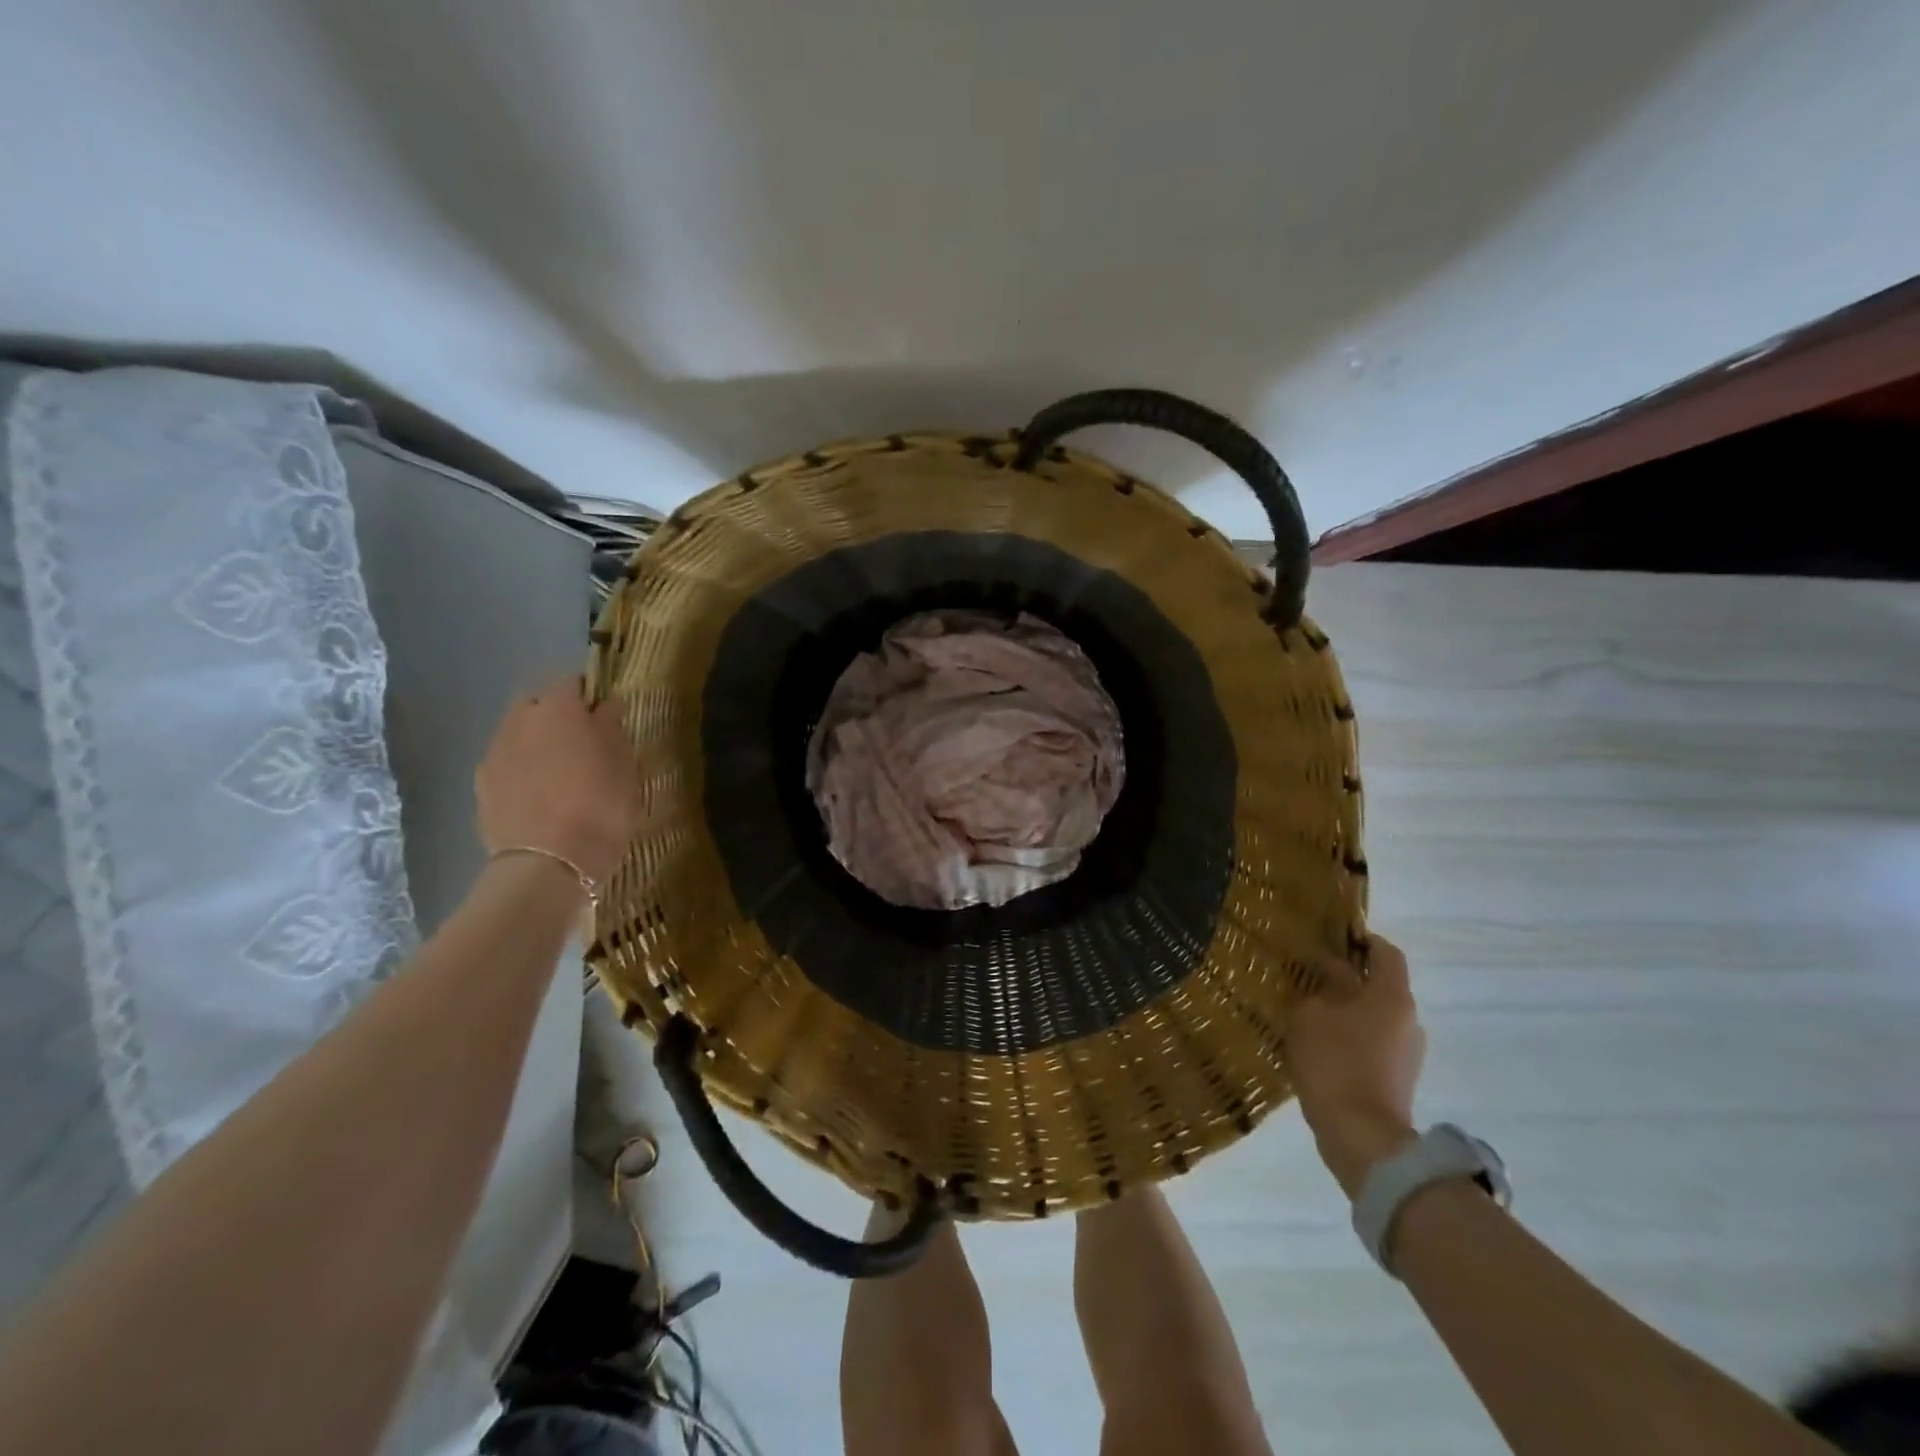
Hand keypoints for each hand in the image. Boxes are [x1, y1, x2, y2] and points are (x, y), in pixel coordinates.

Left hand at [475, 677, 642, 886]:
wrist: (548, 863)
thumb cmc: (600, 807)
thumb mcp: (625, 766)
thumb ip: (613, 728)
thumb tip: (605, 707)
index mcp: (560, 708)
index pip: (574, 683)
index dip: (591, 695)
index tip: (606, 715)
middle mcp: (521, 720)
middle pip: (538, 703)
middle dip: (556, 715)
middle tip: (581, 741)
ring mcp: (495, 752)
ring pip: (518, 733)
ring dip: (536, 742)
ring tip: (558, 771)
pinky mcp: (481, 784)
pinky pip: (505, 763)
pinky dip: (520, 769)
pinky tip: (538, 793)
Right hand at [1287, 933, 1425, 1198]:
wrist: (1362, 1137)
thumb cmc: (1335, 1062)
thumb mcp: (1311, 1013)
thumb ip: (1322, 985)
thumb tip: (1332, 969)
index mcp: (1392, 996)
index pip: (1386, 953)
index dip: (1363, 939)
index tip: (1336, 935)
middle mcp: (1409, 1020)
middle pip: (1382, 986)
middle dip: (1350, 978)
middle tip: (1312, 975)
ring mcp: (1408, 1053)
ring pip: (1377, 1017)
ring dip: (1349, 1010)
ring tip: (1311, 1012)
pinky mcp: (1399, 1079)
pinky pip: (1375, 1044)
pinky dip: (1352, 1037)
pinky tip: (1321, 1045)